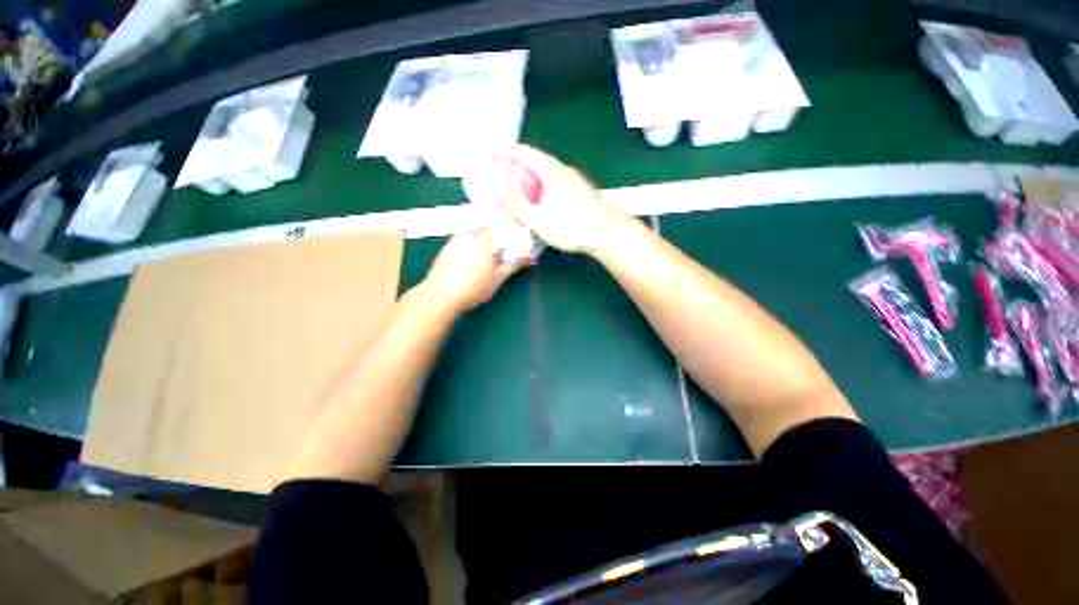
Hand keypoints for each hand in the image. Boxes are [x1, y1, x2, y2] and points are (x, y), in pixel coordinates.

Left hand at [422, 229, 528, 311]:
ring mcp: (456, 238)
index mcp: (485, 239)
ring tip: (489, 258)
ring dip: (485, 241)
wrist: (441, 296)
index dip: (512, 234)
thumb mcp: (498, 277)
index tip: (518, 243)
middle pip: (489, 229)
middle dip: (498, 238)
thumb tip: (531, 259)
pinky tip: (473, 260)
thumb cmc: (474, 287)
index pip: (504, 227)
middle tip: (505, 252)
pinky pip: (465, 239)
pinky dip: (473, 245)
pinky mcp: (447, 246)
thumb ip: (515, 265)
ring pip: (477, 234)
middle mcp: (470, 233)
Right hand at [498, 145, 626, 254]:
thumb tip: (499, 195)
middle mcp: (563, 171)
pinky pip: (553, 185)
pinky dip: (540, 190)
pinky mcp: (579, 194)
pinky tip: (538, 205)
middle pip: (535, 162)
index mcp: (552, 172)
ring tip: (516, 194)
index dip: (507, 151)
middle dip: (516, 167)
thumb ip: (518, 207)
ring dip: (529, 180)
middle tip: (500, 179)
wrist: (608, 234)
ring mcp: (573, 182)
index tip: (492, 155)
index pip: (525, 153)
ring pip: (545, 175)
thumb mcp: (540, 220)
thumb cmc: (573, 226)